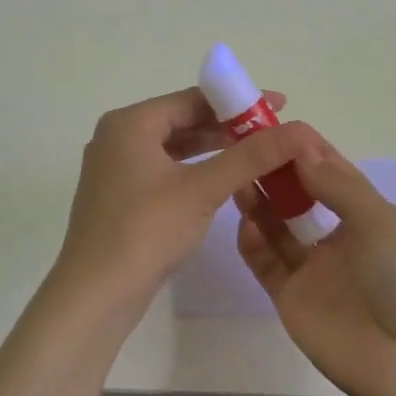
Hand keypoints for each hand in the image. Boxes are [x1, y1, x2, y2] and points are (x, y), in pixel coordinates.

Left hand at [49, 88, 320, 324]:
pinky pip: (163, 170)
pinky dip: (193, 171)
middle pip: (182, 120)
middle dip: (228, 127)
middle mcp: (117, 137)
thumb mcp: (203, 189)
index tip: (278, 106)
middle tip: (272, 133)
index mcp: (130, 123)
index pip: (192, 99)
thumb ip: (250, 157)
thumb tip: (299, 131)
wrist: (95, 295)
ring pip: (173, 148)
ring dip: (213, 150)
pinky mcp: (119, 197)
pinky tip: (222, 182)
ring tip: (255, 155)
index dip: (238, 102)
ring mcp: (115, 168)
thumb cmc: (146, 231)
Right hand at [234, 142, 395, 395]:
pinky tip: (245, 220)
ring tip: (240, 175)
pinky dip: (253, 241)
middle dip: (278, 172)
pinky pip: (267, 263)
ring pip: (279, 227)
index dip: (307, 150)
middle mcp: (341, 240)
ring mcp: (315, 271)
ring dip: (261, 201)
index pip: (333, 174)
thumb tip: (302, 149)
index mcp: (371, 218)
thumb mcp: (383, 224)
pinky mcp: (291, 299)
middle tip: (248, 146)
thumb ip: (339, 186)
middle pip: (301, 197)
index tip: (276, 126)